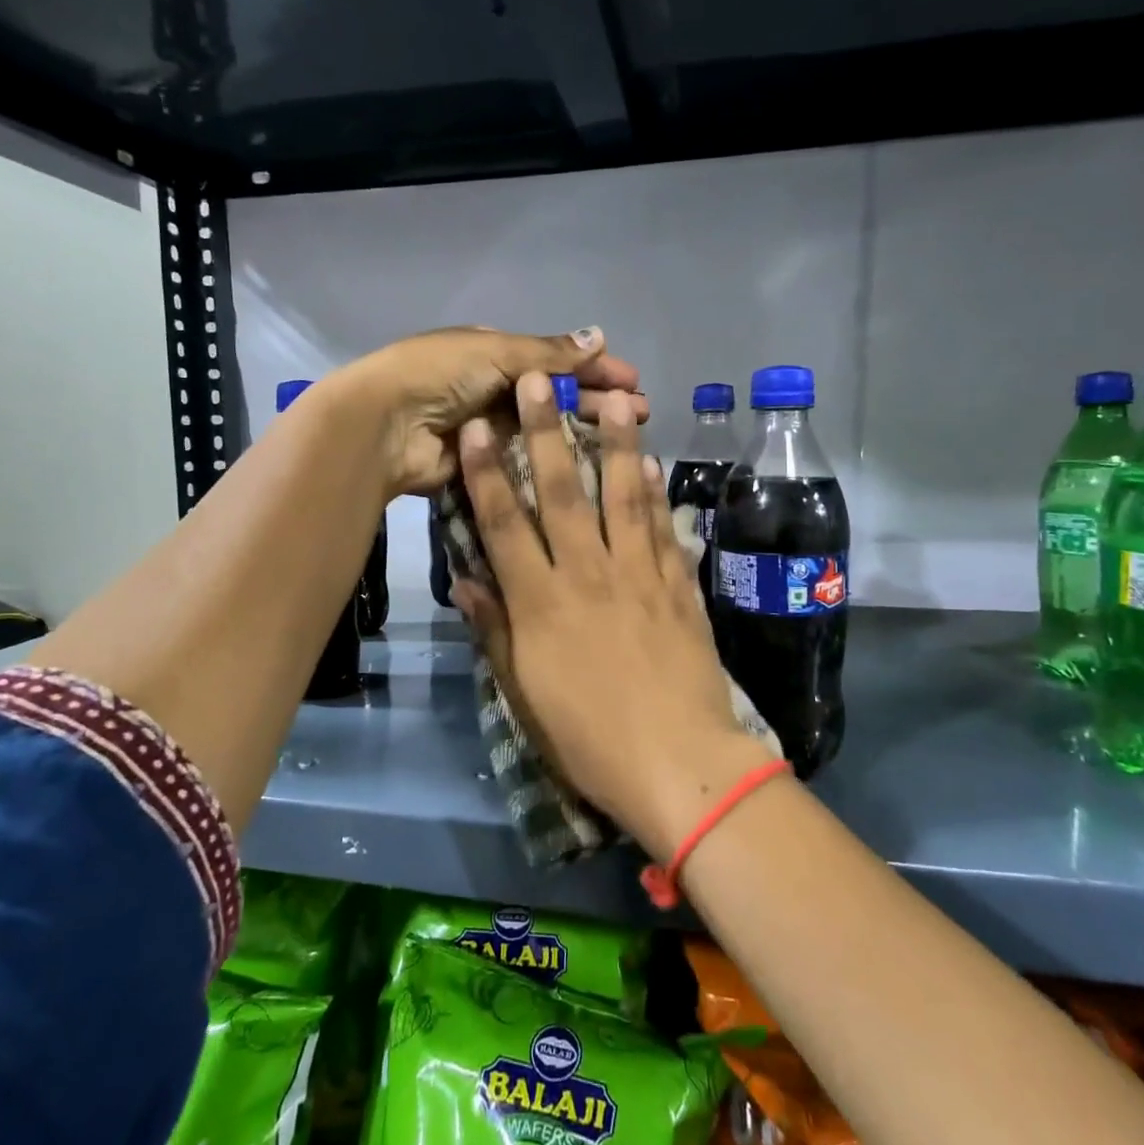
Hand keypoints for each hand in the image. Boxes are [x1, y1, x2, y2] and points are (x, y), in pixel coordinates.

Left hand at [333, 327, 647, 497]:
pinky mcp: (485, 463)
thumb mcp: (497, 352)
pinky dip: (554, 460)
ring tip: (624, 439)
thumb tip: (599, 335)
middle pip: (555, 395)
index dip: (594, 368)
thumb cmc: (441, 375)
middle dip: (597, 401)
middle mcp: (495, 389)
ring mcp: (491, 429)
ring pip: (545, 429)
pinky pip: (526, 460)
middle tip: (640, 413)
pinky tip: (588, 467)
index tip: (633, 382)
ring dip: (582, 430)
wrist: (386, 424)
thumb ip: (549, 353)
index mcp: (495, 354)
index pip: (555, 360)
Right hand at [451, 375, 773, 858]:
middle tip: (540, 381)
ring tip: (613, 399)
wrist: (679, 764)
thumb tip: (464, 578)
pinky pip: (665, 529)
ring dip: (616, 444)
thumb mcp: (524, 692)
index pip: (505, 524)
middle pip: (563, 492)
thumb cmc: (588, 738)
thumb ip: (494, 629)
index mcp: (542, 602)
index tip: (478, 426)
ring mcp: (640, 576)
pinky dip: (658, 494)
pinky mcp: (679, 587)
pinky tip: (653, 463)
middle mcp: (588, 574)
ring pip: (623, 496)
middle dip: (547, 432)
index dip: (488, 471)